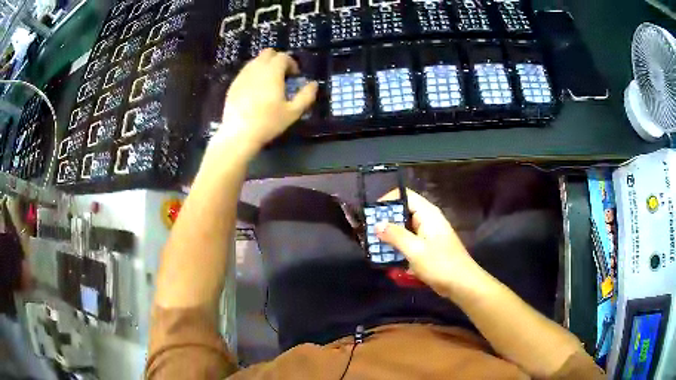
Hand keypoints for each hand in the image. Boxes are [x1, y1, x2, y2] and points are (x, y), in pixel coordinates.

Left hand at [214, 49, 317, 153]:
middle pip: (268, 53)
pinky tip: (256, 90)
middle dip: (278, 60)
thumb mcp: (293, 112)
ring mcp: (242, 75)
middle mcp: (256, 68)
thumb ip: (306, 96)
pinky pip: (246, 71)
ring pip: (256, 61)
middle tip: (283, 76)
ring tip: (269, 83)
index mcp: (272, 71)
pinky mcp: (233, 84)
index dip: (292, 63)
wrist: (238, 134)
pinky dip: (254, 74)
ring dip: (265, 66)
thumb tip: (314, 84)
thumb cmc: (268, 122)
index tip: (295, 76)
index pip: (283, 57)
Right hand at [376, 189, 482, 296]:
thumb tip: (377, 224)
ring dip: (391, 236)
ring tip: (374, 246)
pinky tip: (388, 258)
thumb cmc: (440, 264)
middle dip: (386, 221)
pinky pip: (409, 242)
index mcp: (427, 214)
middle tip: (369, 233)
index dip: (387, 201)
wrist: (462, 284)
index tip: (371, 215)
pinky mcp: (428, 248)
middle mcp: (428, 220)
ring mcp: (428, 234)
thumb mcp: (415, 250)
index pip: (405, 196)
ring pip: (405, 228)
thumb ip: (395, 235)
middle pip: (403, 212)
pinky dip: (399, 247)